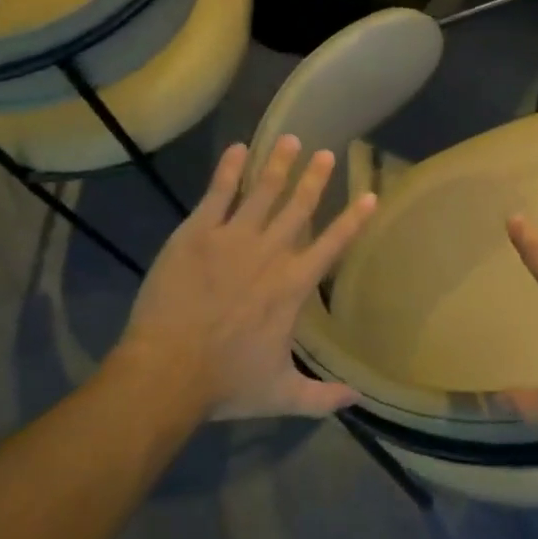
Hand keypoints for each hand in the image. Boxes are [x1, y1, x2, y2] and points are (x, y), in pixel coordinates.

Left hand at [116, 137, 376, 420]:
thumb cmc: (226, 382)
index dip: (353, 220)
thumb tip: (359, 399)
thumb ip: (322, 396)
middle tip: (326, 153)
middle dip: (315, 178)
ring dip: (278, 164)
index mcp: (293, 286)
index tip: (369, 196)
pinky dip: (229, 170)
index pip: (333, 245)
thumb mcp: (282, 395)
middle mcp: (270, 253)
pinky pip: (217, 194)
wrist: (167, 371)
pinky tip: (237, 149)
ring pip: (263, 192)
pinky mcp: (196, 234)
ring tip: (290, 139)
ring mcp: (232, 239)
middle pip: (299, 207)